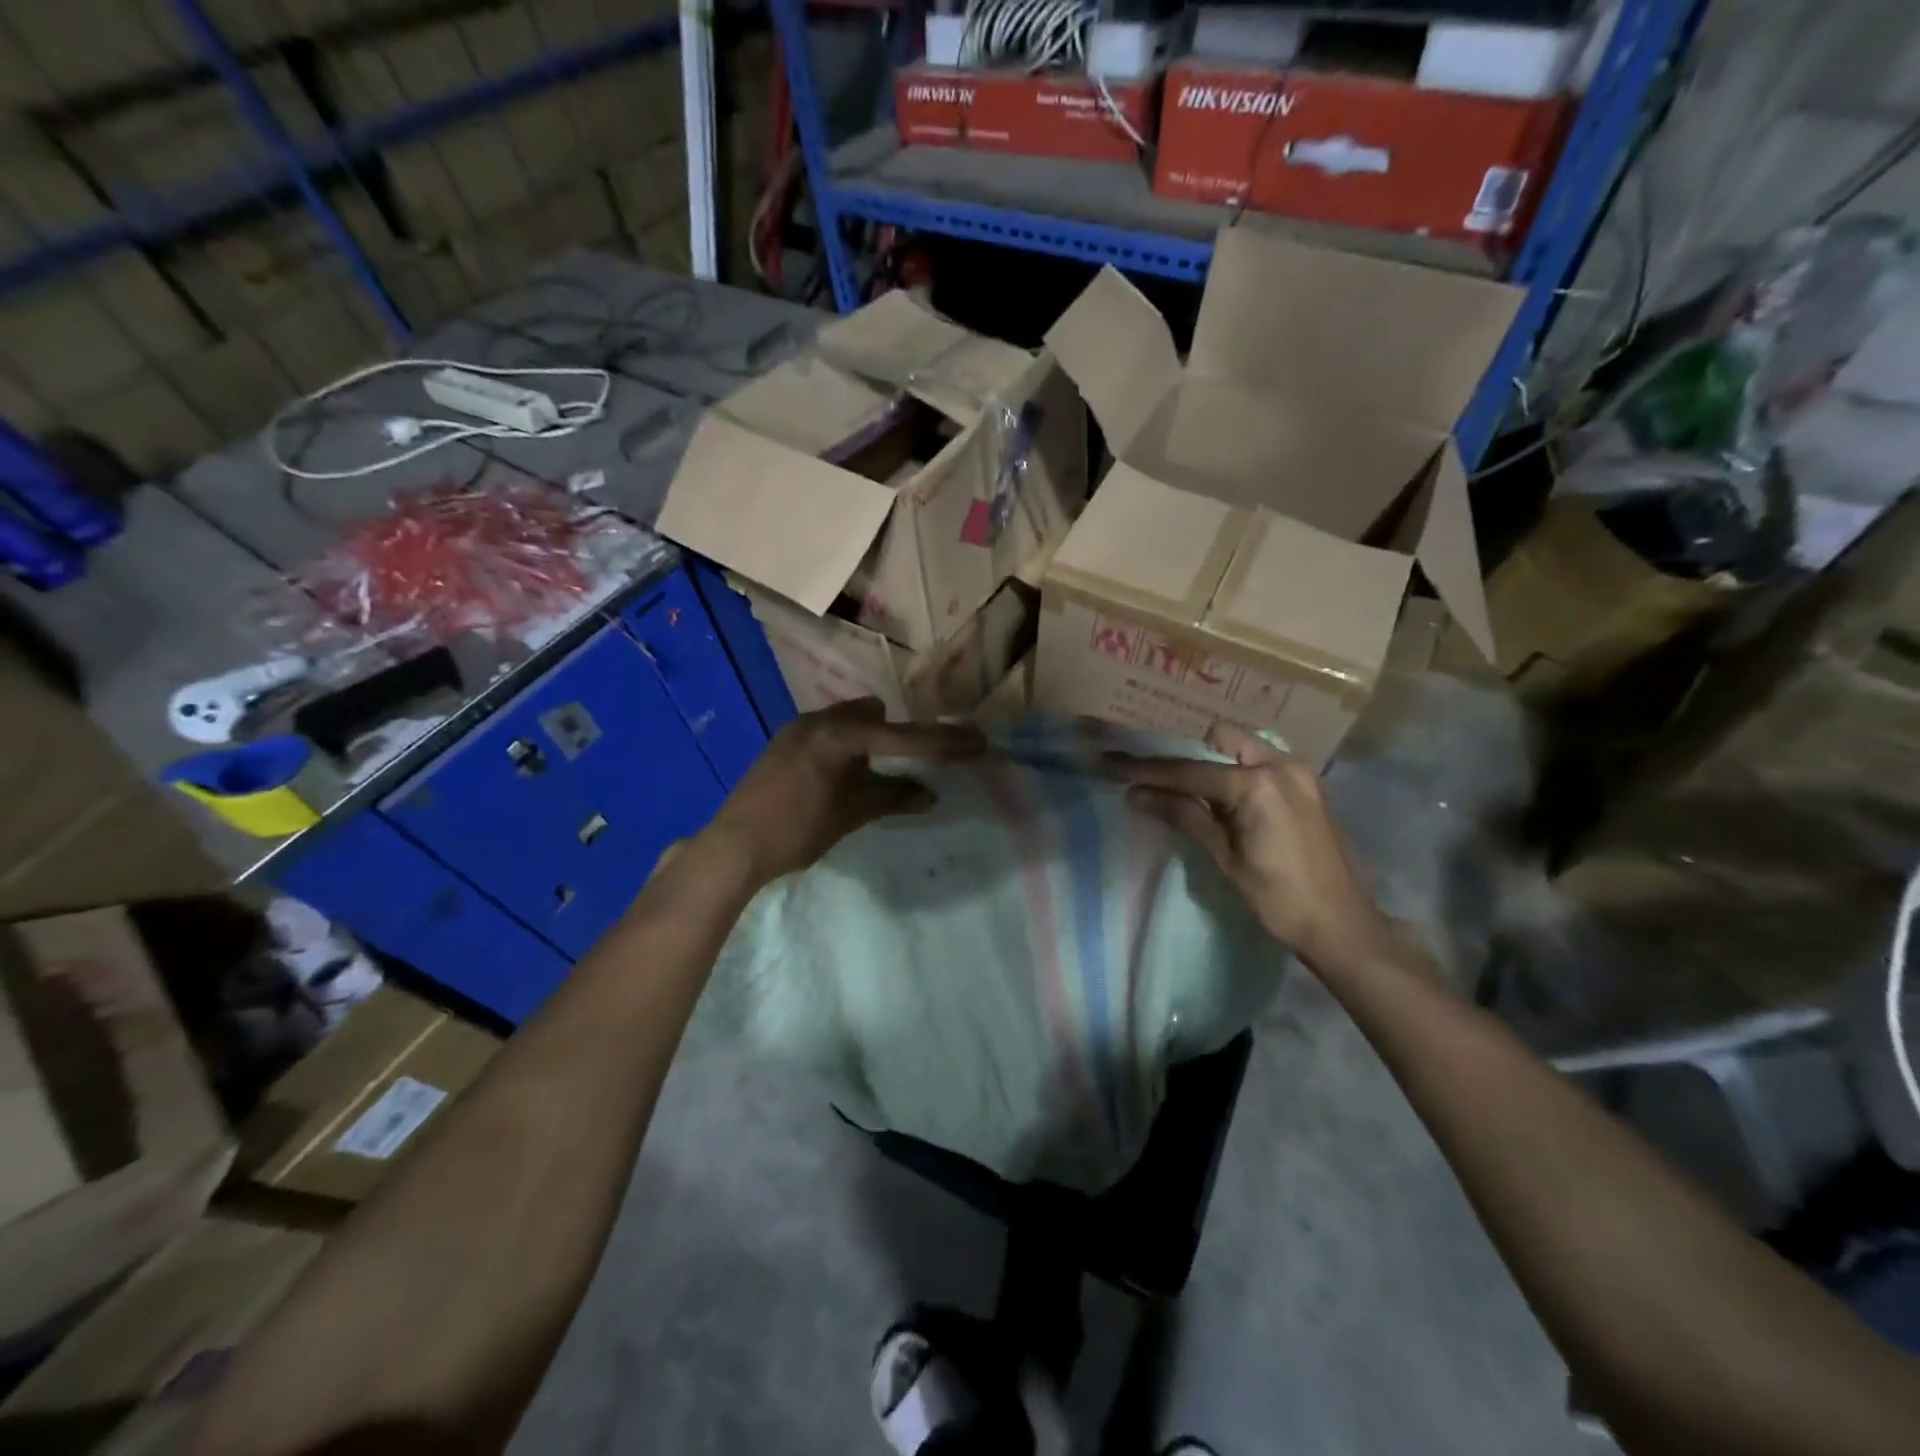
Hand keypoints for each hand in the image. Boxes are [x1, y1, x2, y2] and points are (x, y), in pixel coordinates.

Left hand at [705, 698, 984, 887]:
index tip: (976, 742)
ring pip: (850, 722)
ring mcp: (797, 730)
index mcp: (838, 734)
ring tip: (887, 767)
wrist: (733, 847)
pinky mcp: (784, 745)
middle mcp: (818, 721)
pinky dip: (849, 747)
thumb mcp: (851, 813)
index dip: (942, 743)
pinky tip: (849, 774)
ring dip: (873, 740)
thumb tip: (930, 793)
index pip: (902, 737)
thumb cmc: (795, 829)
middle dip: (903, 735)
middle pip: (876, 717)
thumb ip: (893, 796)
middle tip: (927, 756)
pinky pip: (830, 734)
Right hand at [1108, 722, 1391, 970]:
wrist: (1341, 925)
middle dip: (1187, 756)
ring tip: (1191, 793)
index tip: (1111, 763)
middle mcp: (1281, 764)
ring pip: (1241, 747)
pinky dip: (1235, 772)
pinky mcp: (1306, 785)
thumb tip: (1135, 794)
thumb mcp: (1224, 858)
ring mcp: (1298, 772)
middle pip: (1219, 739)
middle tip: (1161, 783)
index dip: (1147, 770)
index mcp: (1258, 784)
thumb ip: (1183, 815)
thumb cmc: (1279, 899)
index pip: (1189, 770)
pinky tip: (1224, 800)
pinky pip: (1260, 762)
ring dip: (1212, 762)